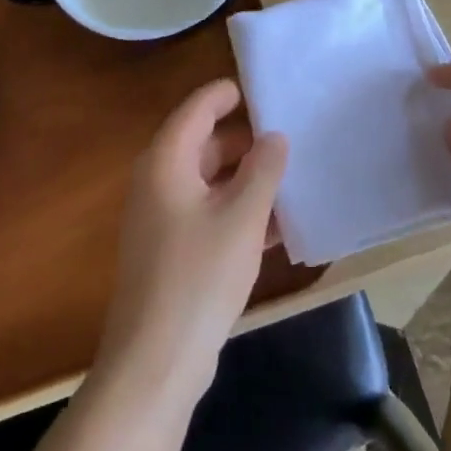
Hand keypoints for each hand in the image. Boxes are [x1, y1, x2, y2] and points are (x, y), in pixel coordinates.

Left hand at [95, 79, 288, 406]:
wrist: (157, 360)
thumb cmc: (199, 277)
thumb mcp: (242, 218)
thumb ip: (263, 170)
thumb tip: (274, 136)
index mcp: (166, 162)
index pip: (197, 109)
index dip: (227, 95)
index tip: (264, 90)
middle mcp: (159, 182)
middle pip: (204, 144)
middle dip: (246, 141)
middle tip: (291, 136)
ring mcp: (164, 219)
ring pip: (211, 182)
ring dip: (248, 180)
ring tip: (294, 177)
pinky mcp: (173, 251)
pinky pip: (210, 214)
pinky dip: (239, 212)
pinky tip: (279, 225)